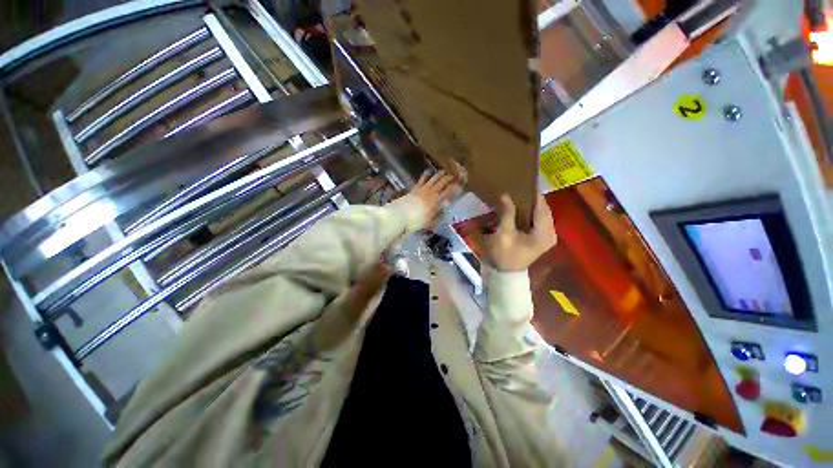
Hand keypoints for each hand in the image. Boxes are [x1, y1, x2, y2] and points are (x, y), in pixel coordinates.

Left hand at [408, 171, 456, 228]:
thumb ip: (438, 215)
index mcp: (437, 201)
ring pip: (434, 178)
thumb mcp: (430, 222)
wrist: (401, 215)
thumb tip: (446, 209)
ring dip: (440, 174)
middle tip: (454, 177)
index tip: (460, 186)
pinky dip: (427, 174)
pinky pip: (422, 179)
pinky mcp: (415, 187)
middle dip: (449, 179)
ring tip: (444, 172)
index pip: (449, 192)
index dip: (455, 188)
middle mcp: (432, 193)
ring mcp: (423, 189)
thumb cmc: (416, 221)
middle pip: (443, 182)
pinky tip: (429, 171)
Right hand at [486, 194, 556, 271]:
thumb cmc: (504, 256)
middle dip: (529, 199)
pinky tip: (517, 209)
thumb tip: (505, 195)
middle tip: (515, 188)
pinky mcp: (540, 238)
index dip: (532, 193)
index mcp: (544, 233)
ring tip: (515, 196)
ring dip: (528, 205)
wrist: (505, 274)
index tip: (521, 181)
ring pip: (539, 213)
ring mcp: (546, 236)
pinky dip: (528, 213)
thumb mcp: (504, 234)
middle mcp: (550, 232)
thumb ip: (507, 214)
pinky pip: (536, 220)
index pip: (541, 206)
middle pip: (542, 208)